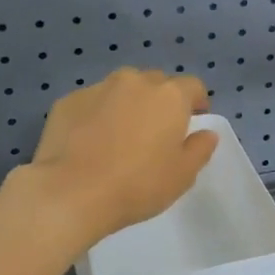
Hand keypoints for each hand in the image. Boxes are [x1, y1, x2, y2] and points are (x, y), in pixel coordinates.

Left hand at [24, 68, 217, 249]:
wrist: (71, 193)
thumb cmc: (137, 184)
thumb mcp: (183, 175)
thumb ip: (200, 149)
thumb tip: (206, 133)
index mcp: (169, 96)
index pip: (192, 86)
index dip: (196, 102)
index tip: (192, 122)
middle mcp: (135, 82)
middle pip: (156, 83)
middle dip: (160, 101)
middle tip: (155, 132)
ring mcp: (98, 88)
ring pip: (122, 89)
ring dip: (127, 103)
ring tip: (120, 134)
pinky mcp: (68, 101)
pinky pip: (92, 102)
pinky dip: (97, 114)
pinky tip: (89, 142)